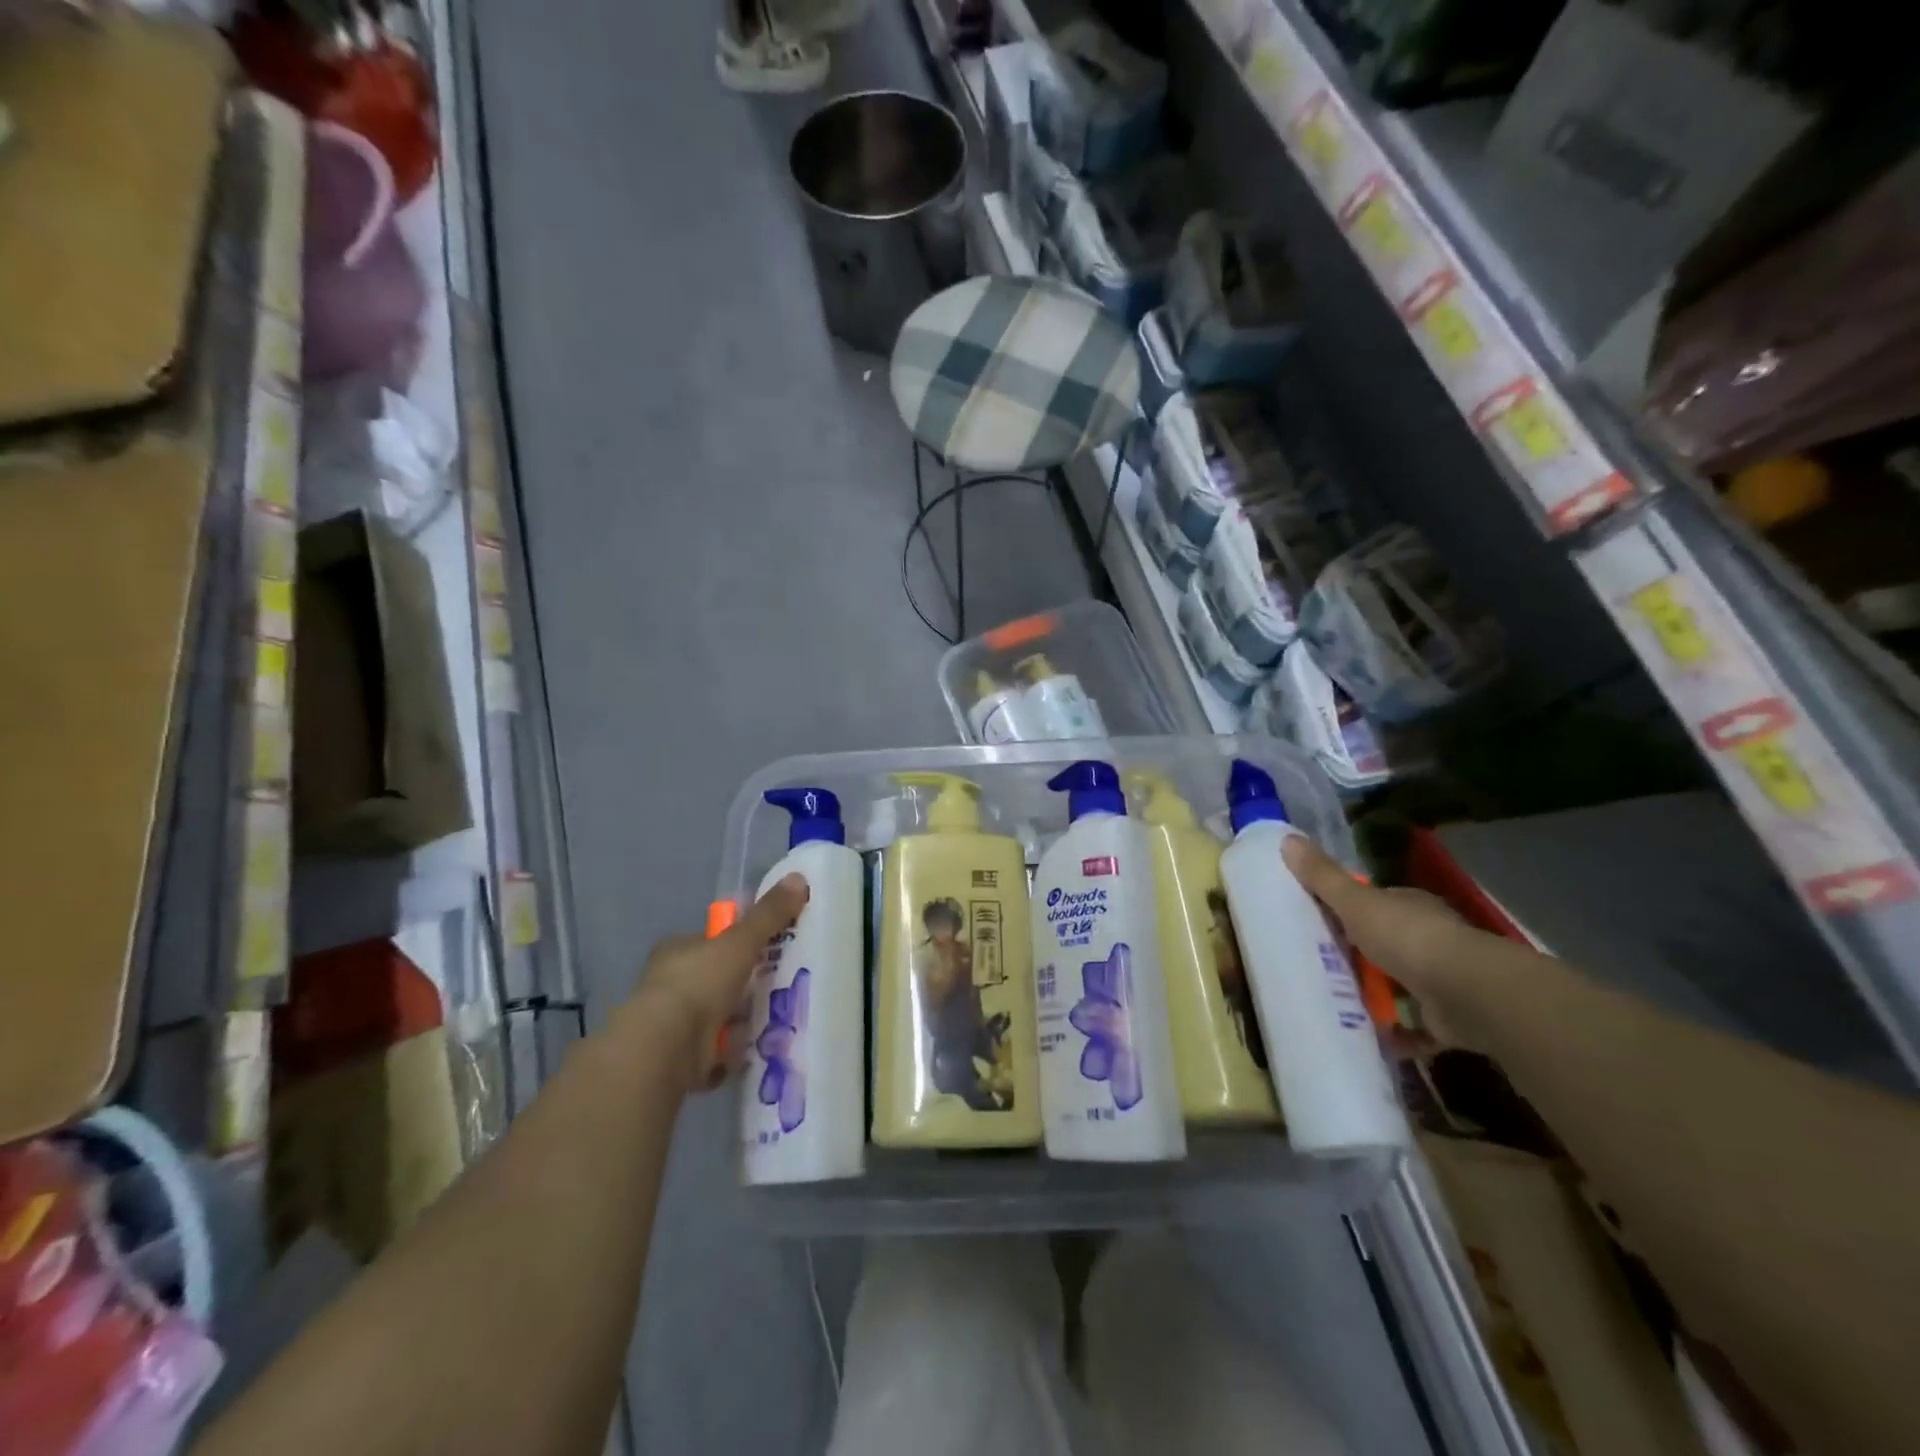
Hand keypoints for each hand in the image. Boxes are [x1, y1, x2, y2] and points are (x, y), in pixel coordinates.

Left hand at [624, 875, 808, 1091]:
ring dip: (739, 1021)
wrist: (666, 1047)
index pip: (710, 940)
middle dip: (743, 985)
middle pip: (715, 979)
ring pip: (715, 1016)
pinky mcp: (679, 1058)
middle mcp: (670, 983)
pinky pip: (714, 1052)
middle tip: (780, 986)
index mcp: (677, 950)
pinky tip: (755, 1051)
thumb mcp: (741, 941)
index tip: (766, 950)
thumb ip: (769, 914)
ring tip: (777, 1020)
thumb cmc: (699, 983)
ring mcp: (672, 1023)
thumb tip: (799, 878)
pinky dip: (731, 1053)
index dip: (736, 943)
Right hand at [1281, 836, 1479, 1041]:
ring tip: (1334, 1006)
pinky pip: (1414, 1027)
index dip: (1349, 911)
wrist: (1466, 994)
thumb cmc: (1407, 939)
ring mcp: (1441, 979)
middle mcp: (1429, 939)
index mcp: (1409, 907)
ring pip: (1399, 986)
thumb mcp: (1355, 903)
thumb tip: (1287, 839)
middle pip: (1384, 946)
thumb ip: (1323, 877)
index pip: (1376, 905)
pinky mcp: (1447, 1019)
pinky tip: (1368, 1038)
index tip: (1318, 924)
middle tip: (1318, 969)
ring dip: (1374, 998)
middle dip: (1357, 959)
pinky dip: (1396, 1034)